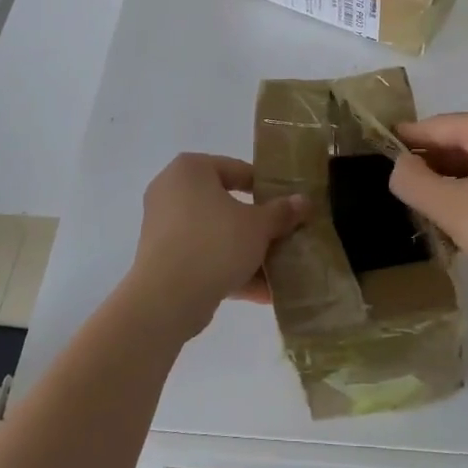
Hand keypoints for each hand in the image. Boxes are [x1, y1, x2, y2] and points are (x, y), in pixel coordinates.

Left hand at [127, 153, 307, 340]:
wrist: (167, 298)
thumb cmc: (214, 243)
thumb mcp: (258, 226)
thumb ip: (282, 212)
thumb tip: (304, 201)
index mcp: (190, 169)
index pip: (237, 170)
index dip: (266, 187)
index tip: (288, 205)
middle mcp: (172, 191)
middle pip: (226, 204)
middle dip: (257, 225)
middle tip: (285, 236)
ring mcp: (164, 227)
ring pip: (215, 235)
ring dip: (246, 252)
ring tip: (280, 269)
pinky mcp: (163, 259)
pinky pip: (203, 258)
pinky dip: (229, 270)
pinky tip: (263, 292)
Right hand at [390, 110, 467, 308]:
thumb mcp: (451, 208)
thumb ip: (413, 182)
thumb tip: (397, 165)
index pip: (432, 127)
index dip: (402, 141)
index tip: (375, 154)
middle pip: (455, 142)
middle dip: (427, 165)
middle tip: (399, 192)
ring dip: (450, 182)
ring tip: (426, 209)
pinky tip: (465, 221)